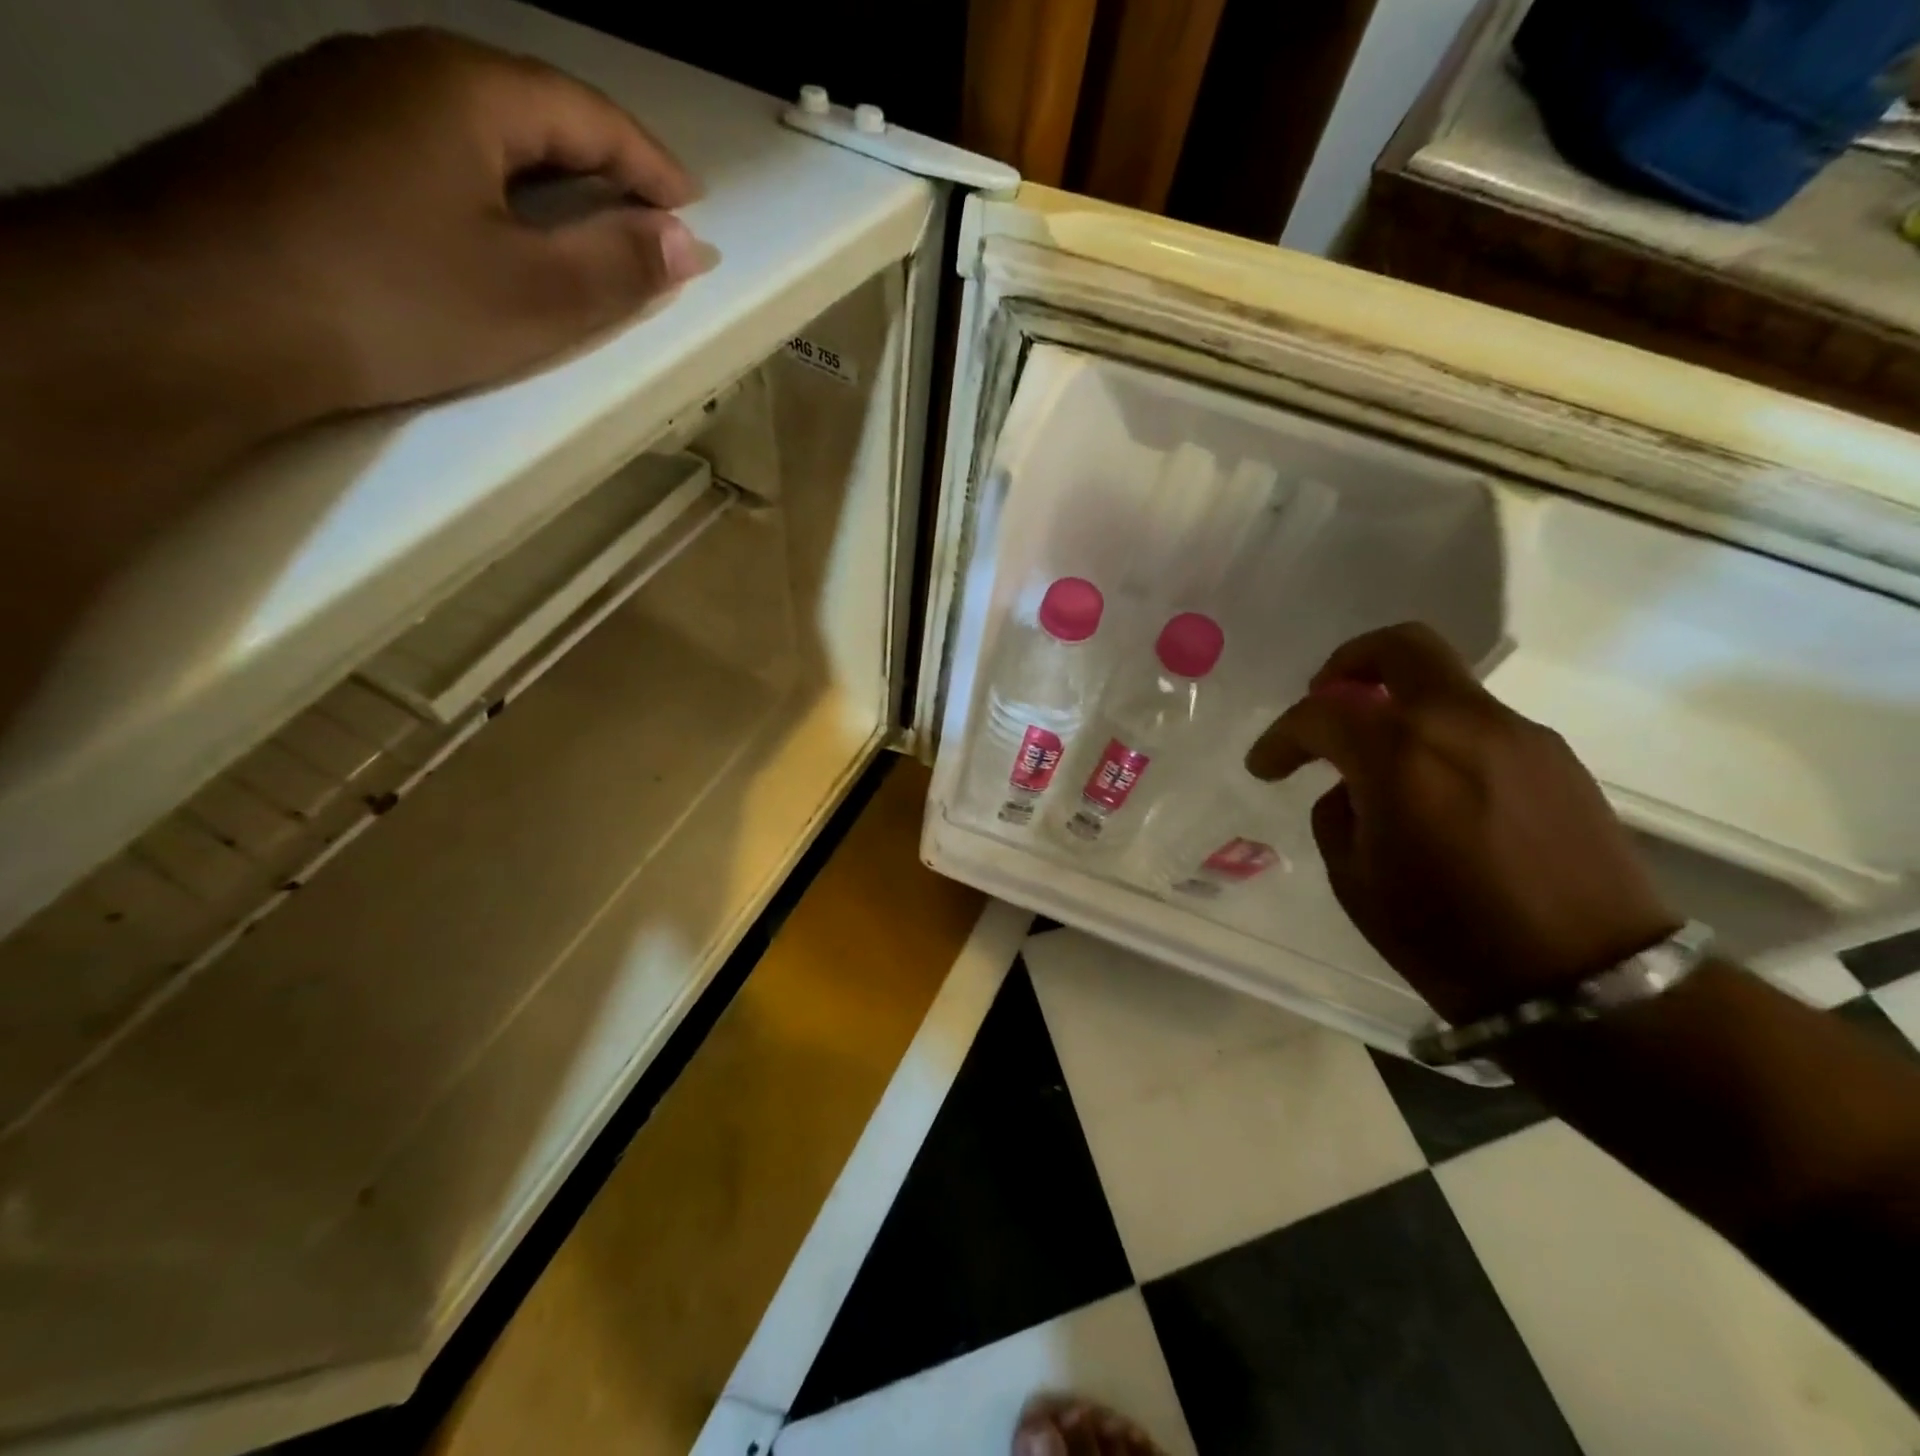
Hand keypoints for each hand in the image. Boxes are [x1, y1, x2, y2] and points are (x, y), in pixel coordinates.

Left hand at [88, 27, 704, 415]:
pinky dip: (482, 185)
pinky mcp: (300, 142)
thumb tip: (687, 243)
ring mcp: (336, 96)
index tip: (692, 210)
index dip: (650, 165)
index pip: (587, 111)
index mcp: (464, 87)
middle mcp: (395, 65)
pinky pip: (423, 149)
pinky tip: (488, 226)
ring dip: (540, 173)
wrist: (204, 312)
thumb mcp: (536, 296)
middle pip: (528, 107)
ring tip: (580, 221)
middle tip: (645, 217)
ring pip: (471, 126)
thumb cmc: (398, 300)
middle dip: (599, 163)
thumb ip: (620, 266)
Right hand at [1246, 623, 1678, 1023]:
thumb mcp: (1356, 881)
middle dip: (1349, 664)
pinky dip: (1440, 736)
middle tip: (1324, 700)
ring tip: (1380, 764)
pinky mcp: (1556, 759)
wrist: (1592, 985)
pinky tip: (1435, 791)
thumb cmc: (1450, 940)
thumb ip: (1339, 813)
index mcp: (1400, 756)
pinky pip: (1479, 723)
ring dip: (1398, 707)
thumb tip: (1353, 788)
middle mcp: (1462, 724)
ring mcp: (1519, 735)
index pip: (1321, 714)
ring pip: (1444, 686)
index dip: (1281, 737)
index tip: (1265, 766)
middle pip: (1400, 648)